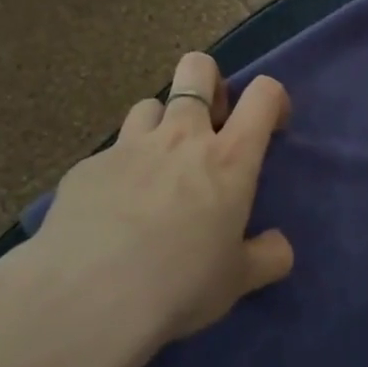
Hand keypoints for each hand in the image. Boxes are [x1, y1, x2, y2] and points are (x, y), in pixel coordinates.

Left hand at [22, 52, 294, 352]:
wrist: (88, 297)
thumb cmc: (179, 284)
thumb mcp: (237, 281)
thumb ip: (267, 257)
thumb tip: (279, 247)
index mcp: (229, 159)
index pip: (263, 95)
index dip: (273, 99)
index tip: (271, 126)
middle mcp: (181, 136)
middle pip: (197, 68)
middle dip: (209, 81)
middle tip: (209, 124)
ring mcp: (129, 145)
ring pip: (150, 104)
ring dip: (161, 125)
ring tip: (157, 167)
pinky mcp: (88, 165)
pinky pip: (112, 151)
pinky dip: (121, 168)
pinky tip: (112, 208)